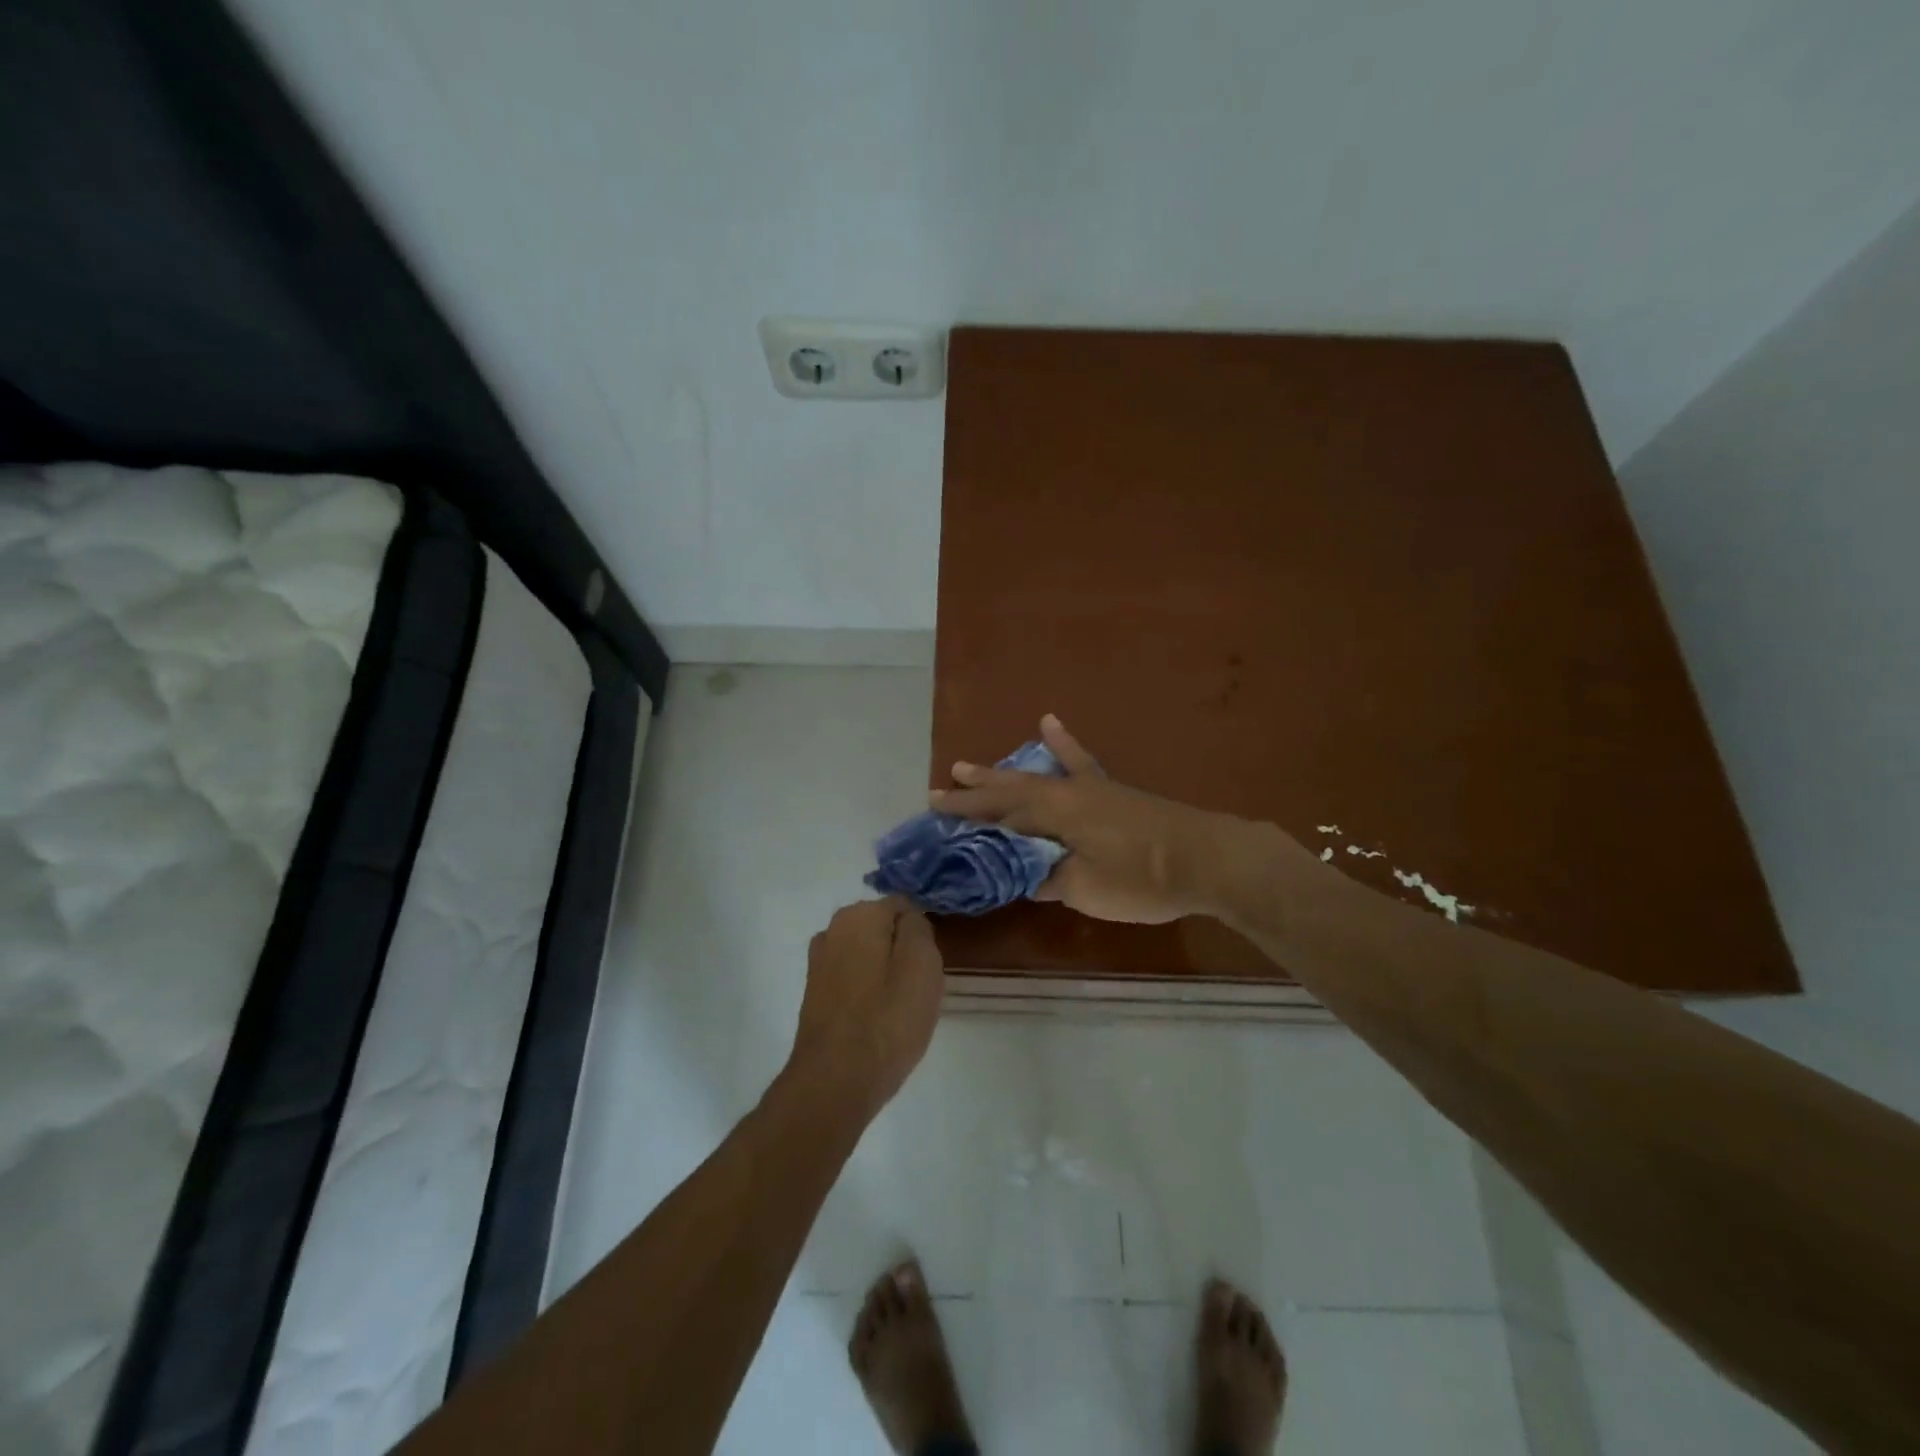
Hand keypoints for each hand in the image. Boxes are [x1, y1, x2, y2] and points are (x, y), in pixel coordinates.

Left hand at [786, 898, 944, 1117]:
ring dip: (886, 974)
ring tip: (899, 1009)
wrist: (835, 1082)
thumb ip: (918, 928)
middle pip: (884, 930)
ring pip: (869, 956)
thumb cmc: (887, 1020)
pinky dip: (868, 993)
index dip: (922, 935)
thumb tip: (908, 919)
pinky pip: (854, 979)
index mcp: (859, 915)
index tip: (929, 967)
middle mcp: (832, 929)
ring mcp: (819, 962)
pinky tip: (877, 1021)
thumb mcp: (923, 964)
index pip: (904, 907)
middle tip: (918, 989)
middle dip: (903, 953)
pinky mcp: (815, 992)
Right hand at [933, 716, 1279, 924]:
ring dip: (1003, 773)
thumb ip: (1049, 878)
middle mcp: (1066, 793)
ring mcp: (1091, 788)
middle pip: (1010, 791)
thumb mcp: (1086, 888)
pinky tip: (1050, 724)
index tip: (932, 811)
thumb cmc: (1143, 878)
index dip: (966, 816)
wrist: (1209, 858)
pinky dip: (1063, 745)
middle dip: (975, 792)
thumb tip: (1025, 873)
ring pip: (1035, 776)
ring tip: (971, 765)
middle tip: (942, 786)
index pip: (999, 815)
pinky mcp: (1112, 792)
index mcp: (1055, 815)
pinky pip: (1079, 762)